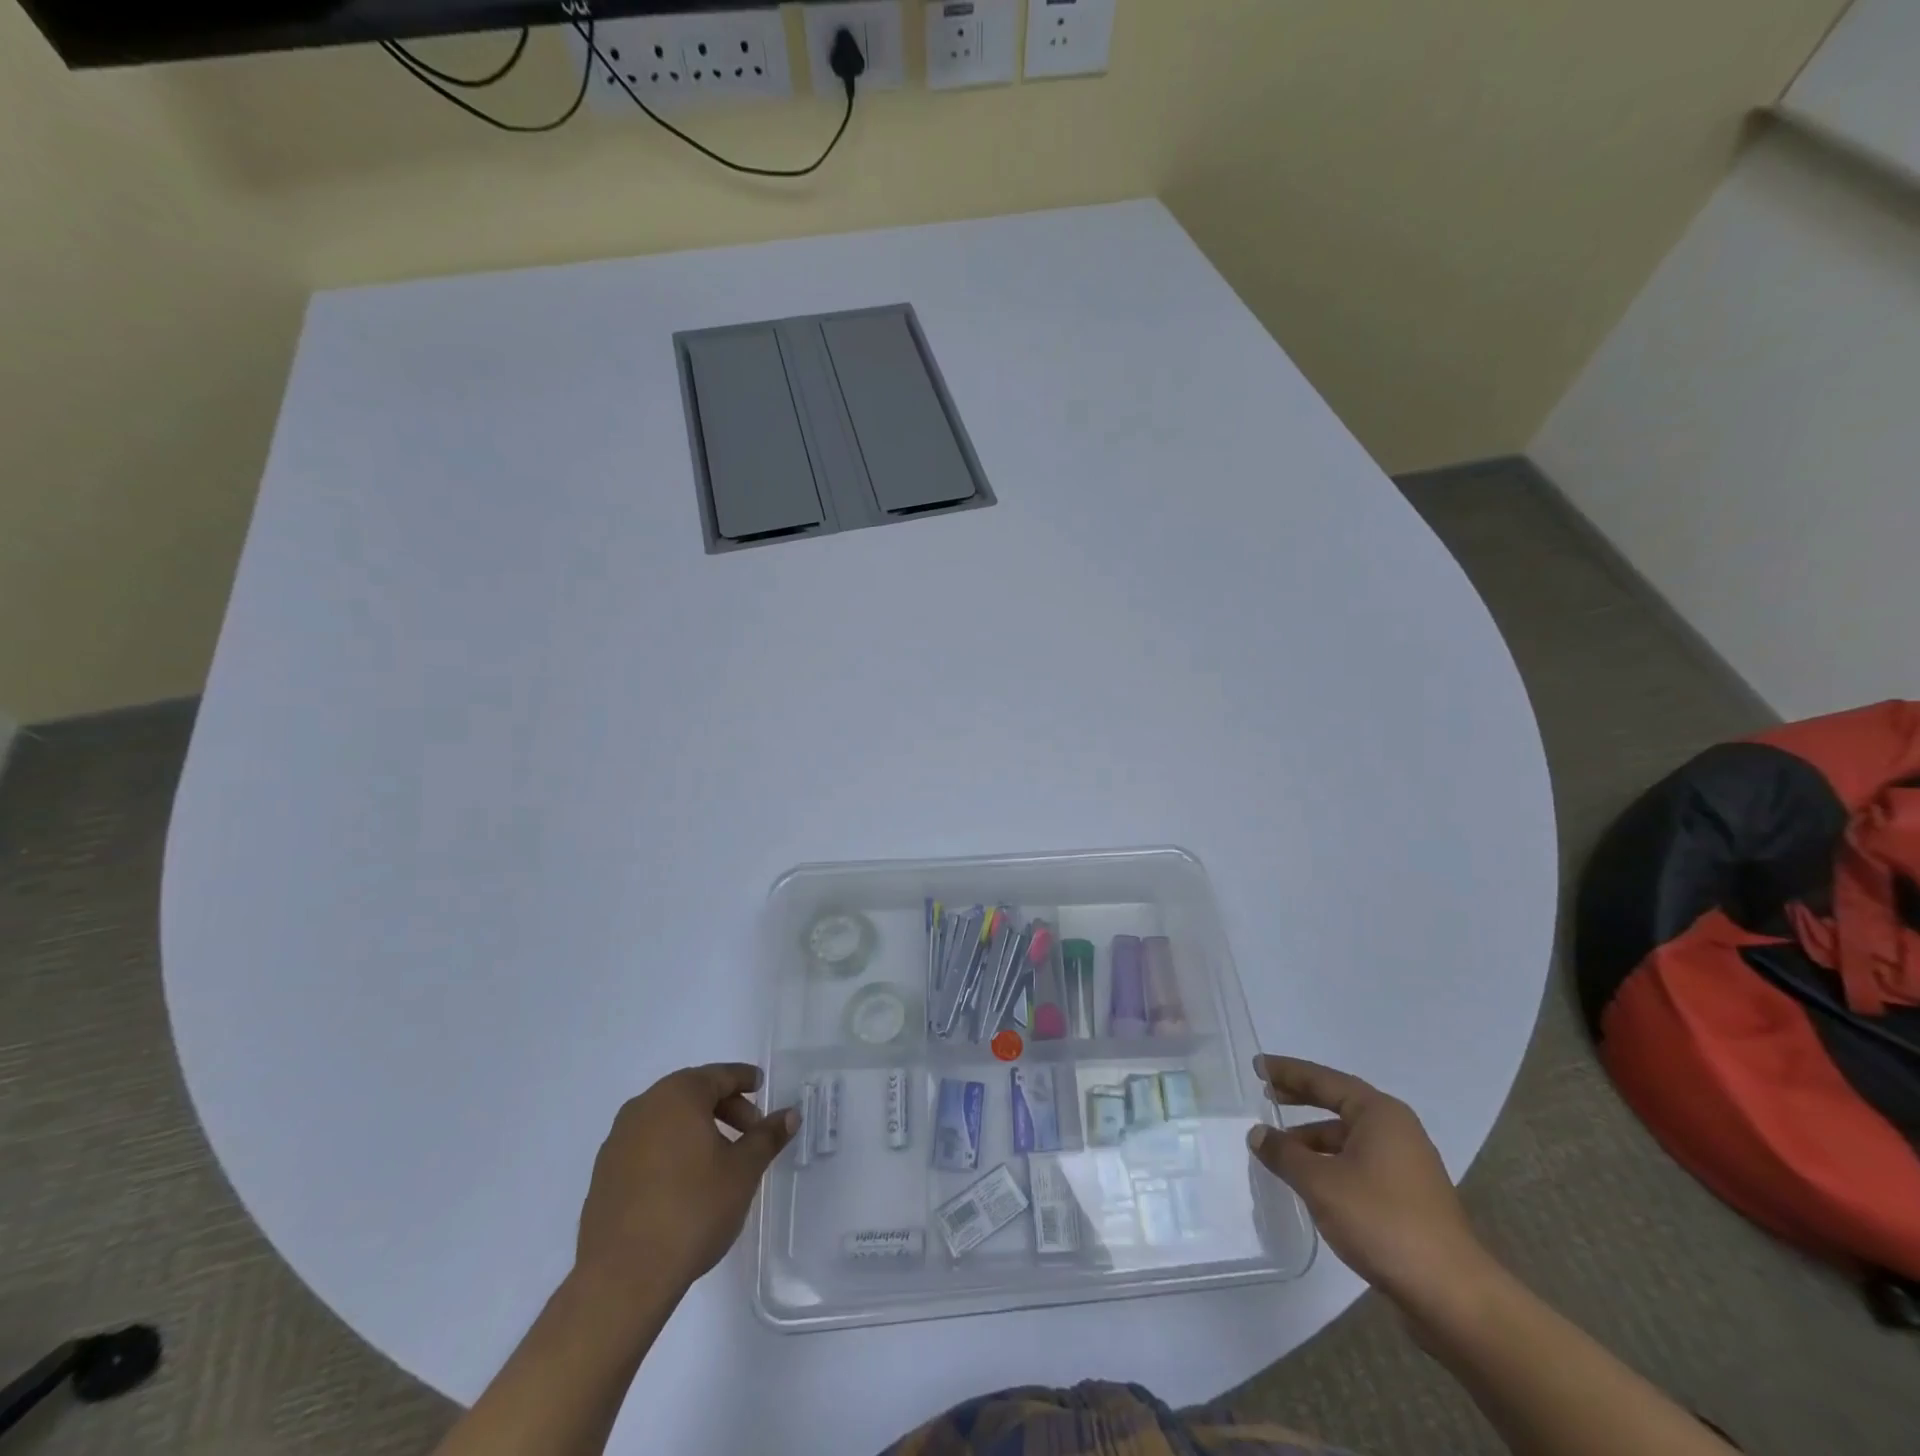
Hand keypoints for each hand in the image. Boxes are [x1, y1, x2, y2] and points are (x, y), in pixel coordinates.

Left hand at [575, 1063, 798, 1297]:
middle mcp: (644, 1106)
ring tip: (720, 1160)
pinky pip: (646, 1147)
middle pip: (693, 1094)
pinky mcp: (603, 1175)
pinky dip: (670, 1151)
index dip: (745, 1080)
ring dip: (697, 1130)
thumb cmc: (693, 1209)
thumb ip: (767, 1136)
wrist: (622, 1277)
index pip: (720, 1075)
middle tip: (750, 1133)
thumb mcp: (743, 1170)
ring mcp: (617, 1140)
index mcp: (678, 1095)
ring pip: (668, 1120)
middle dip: (725, 1108)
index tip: (762, 1088)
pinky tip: (685, 1183)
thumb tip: (789, 1114)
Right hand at [1246, 1055, 1492, 1313]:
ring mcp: (1406, 1166)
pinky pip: (1359, 1163)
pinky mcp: (1408, 1198)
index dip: (1288, 1072)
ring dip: (1313, 1138)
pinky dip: (1330, 1163)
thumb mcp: (1320, 1183)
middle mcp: (1396, 1131)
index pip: (1324, 1080)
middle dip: (1301, 1098)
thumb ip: (1284, 1154)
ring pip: (1348, 1138)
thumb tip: (1257, 1134)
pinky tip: (1311, 1181)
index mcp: (1380, 1114)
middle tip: (1265, 1094)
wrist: (1452, 1295)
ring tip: (1279, 1148)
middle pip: (1338, 1103)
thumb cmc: (1383, 1221)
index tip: (1258, 1066)